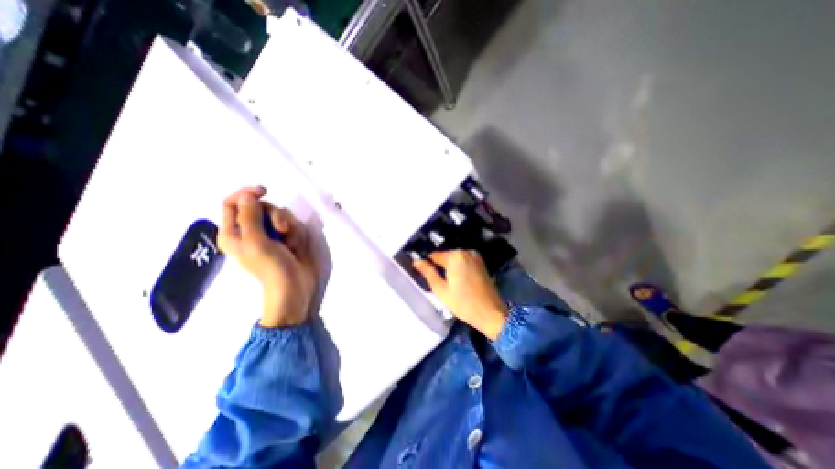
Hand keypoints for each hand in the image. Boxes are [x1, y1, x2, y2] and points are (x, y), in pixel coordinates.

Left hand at [215, 187, 317, 329]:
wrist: (294, 286)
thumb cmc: (271, 267)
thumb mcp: (256, 241)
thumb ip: (250, 217)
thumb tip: (248, 196)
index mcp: (233, 233)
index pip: (232, 203)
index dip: (246, 194)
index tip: (263, 191)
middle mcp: (250, 231)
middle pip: (260, 207)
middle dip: (274, 214)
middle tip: (280, 228)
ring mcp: (270, 235)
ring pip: (279, 215)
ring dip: (288, 225)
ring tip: (290, 241)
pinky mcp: (287, 238)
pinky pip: (292, 224)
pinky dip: (295, 232)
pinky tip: (296, 245)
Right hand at [413, 252, 504, 338]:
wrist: (491, 313)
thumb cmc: (463, 303)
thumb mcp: (441, 289)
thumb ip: (428, 273)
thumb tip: (416, 261)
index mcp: (455, 256)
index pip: (434, 256)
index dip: (428, 265)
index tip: (426, 276)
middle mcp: (465, 251)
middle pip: (445, 256)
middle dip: (440, 267)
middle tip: (440, 284)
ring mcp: (475, 256)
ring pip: (454, 259)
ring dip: (449, 268)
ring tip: (449, 284)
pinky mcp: (481, 262)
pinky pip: (463, 262)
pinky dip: (458, 268)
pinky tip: (459, 282)